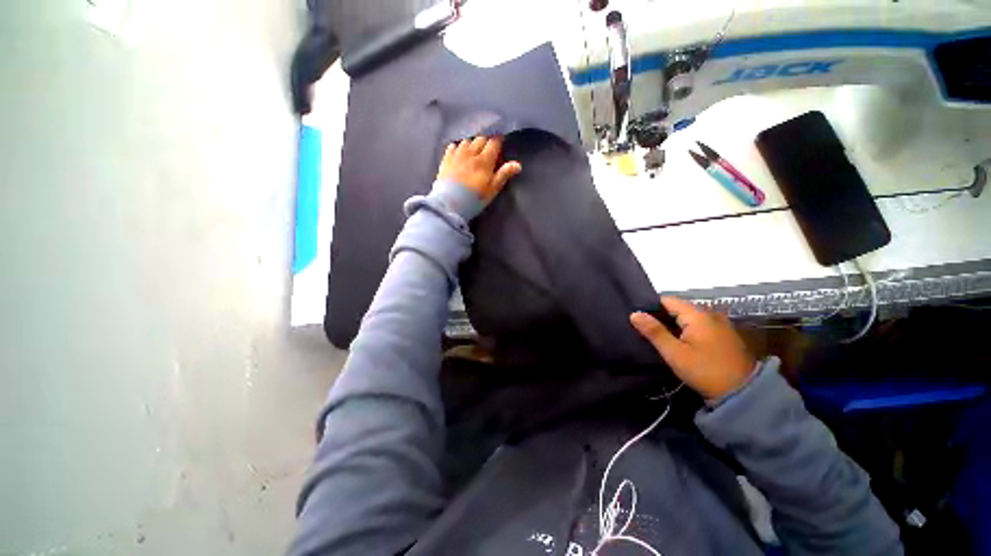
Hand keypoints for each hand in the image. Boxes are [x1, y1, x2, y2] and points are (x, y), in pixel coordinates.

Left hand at [437, 136, 521, 201]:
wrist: (450, 204)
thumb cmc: (475, 199)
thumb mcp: (492, 189)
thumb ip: (504, 175)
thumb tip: (518, 165)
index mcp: (484, 160)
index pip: (494, 143)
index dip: (498, 141)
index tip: (500, 144)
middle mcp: (471, 153)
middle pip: (480, 139)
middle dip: (486, 141)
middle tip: (488, 150)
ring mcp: (457, 155)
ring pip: (467, 140)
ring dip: (472, 143)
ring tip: (474, 151)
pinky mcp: (446, 159)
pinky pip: (453, 145)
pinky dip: (458, 147)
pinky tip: (459, 153)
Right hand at [631, 296, 755, 399]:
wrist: (744, 394)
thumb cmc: (705, 371)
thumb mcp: (674, 353)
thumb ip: (654, 332)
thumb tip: (634, 314)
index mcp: (698, 315)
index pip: (667, 300)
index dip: (651, 306)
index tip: (638, 318)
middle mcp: (710, 314)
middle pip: (678, 308)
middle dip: (661, 316)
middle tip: (645, 329)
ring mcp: (720, 324)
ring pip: (689, 317)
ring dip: (674, 324)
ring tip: (659, 336)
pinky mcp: (725, 335)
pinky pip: (700, 325)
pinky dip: (687, 330)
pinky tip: (679, 341)